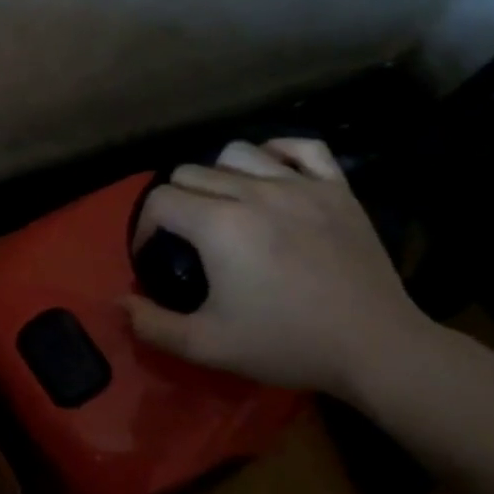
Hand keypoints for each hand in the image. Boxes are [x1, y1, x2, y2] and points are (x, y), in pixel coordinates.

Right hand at [124, 138, 435, 395]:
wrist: (373, 347)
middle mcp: (255, 192)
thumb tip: (120, 302)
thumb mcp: (206, 345)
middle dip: (174, 203)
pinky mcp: (338, 188)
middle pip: (191, 172)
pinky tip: (269, 177)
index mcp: (219, 225)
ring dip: (217, 176)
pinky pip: (300, 147)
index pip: (159, 200)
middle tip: (183, 239)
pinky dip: (276, 154)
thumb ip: (151, 324)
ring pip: (237, 152)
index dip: (143, 228)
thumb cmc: (285, 344)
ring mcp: (301, 185)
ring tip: (222, 207)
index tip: (152, 256)